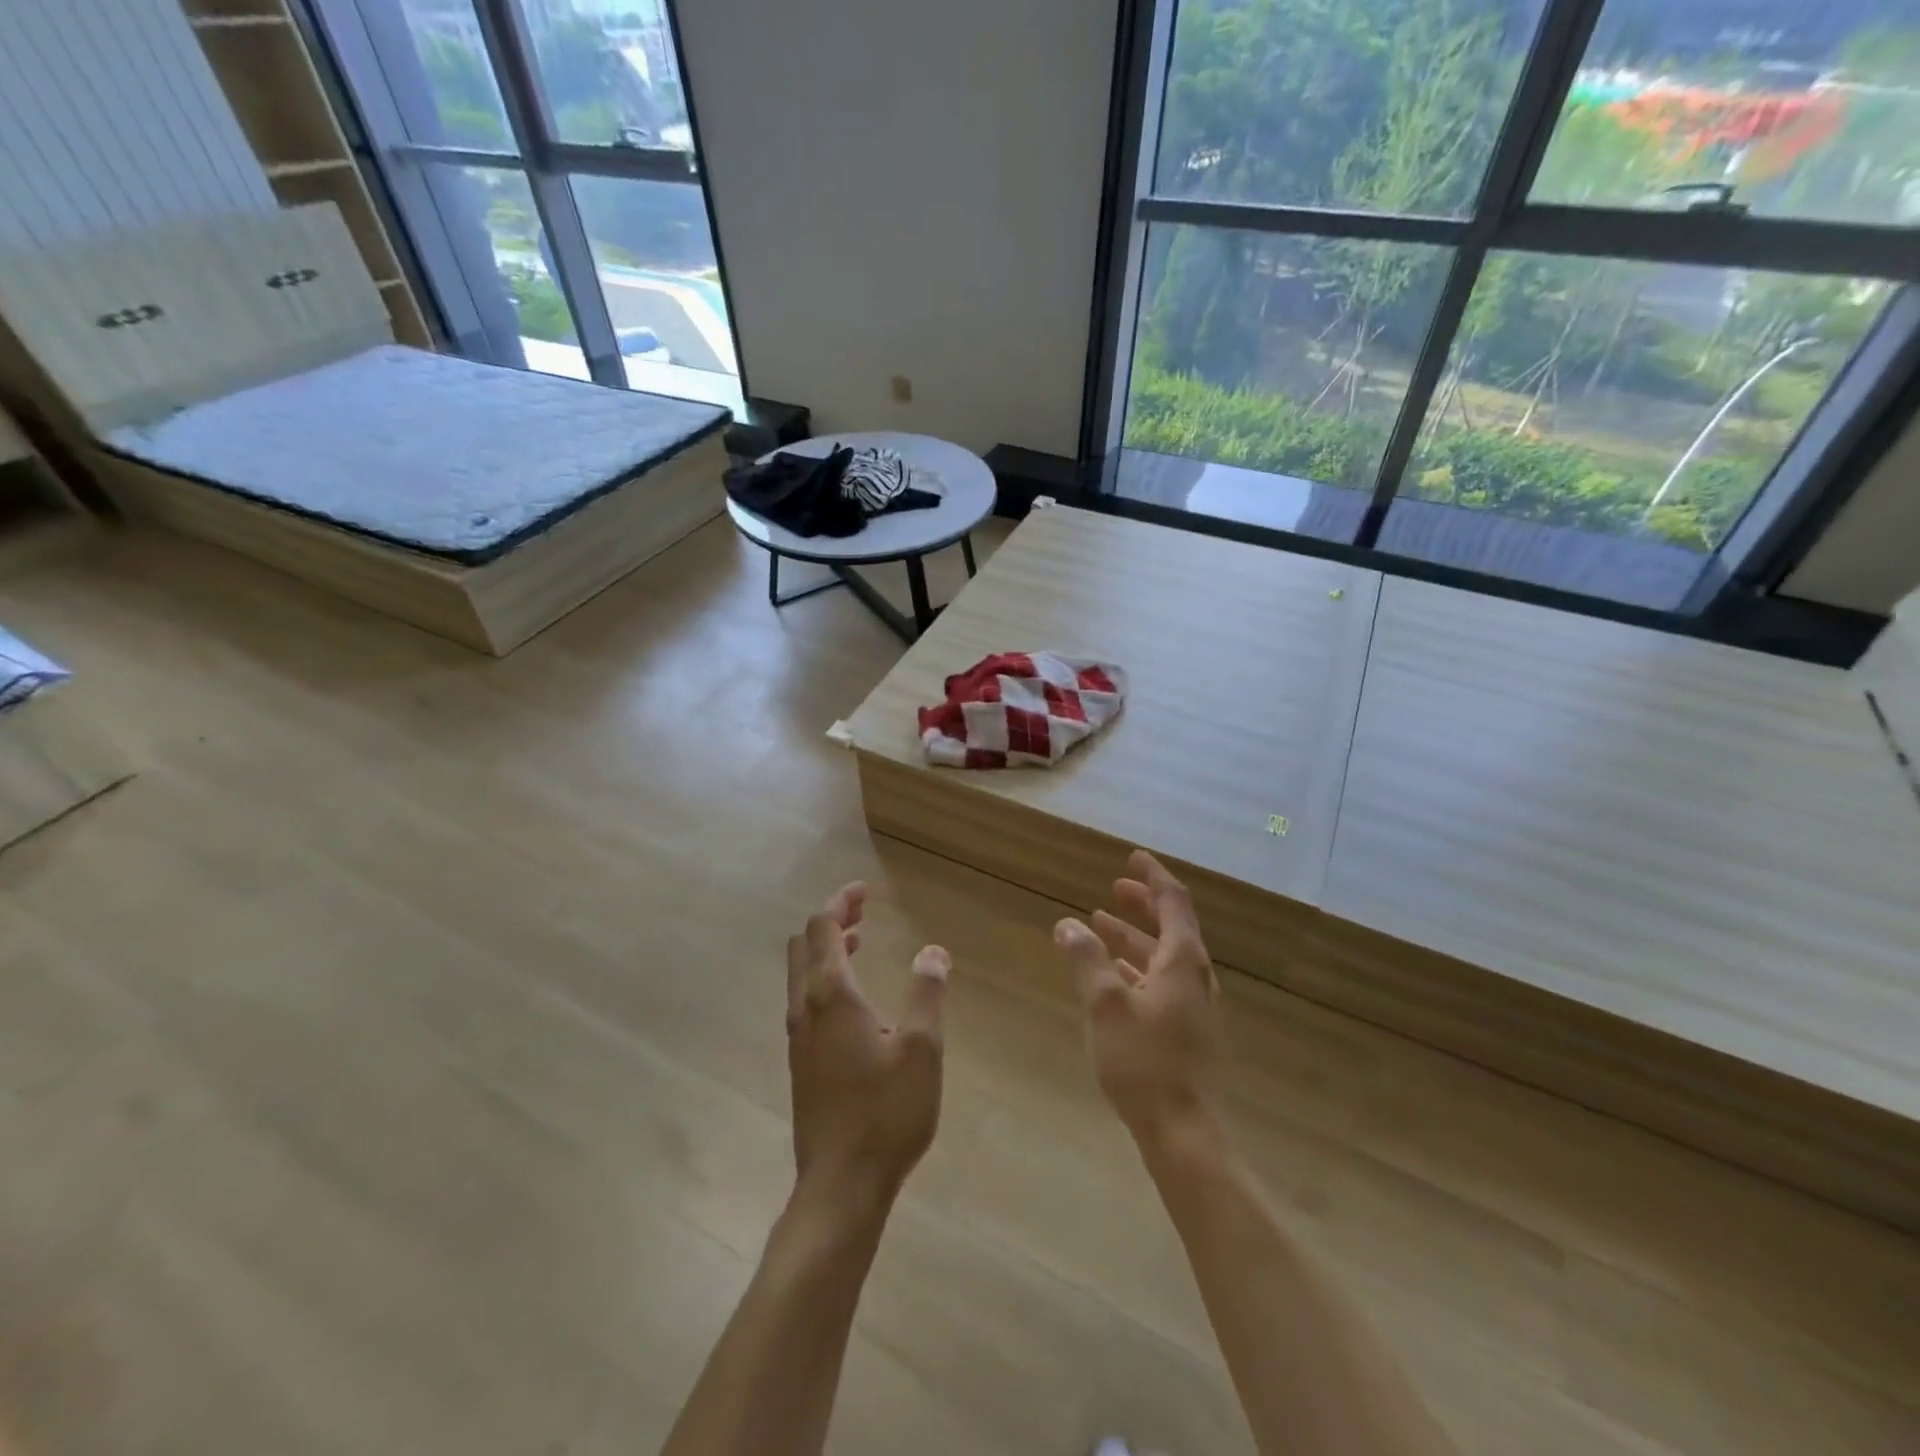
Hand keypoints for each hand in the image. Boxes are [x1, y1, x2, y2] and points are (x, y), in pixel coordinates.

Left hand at [785, 883, 949, 1207]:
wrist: (840, 1185)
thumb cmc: (886, 1113)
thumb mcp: (922, 1049)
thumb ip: (927, 993)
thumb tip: (933, 951)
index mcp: (831, 995)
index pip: (823, 928)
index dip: (841, 902)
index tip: (863, 890)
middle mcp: (805, 1008)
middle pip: (804, 945)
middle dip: (830, 920)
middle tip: (862, 911)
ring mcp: (797, 1037)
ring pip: (800, 974)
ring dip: (825, 949)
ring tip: (860, 941)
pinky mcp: (800, 1062)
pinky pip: (804, 999)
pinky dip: (823, 978)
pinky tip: (853, 998)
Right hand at [1054, 851, 1224, 1145]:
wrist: (1184, 1133)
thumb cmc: (1144, 1062)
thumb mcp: (1105, 1004)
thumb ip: (1086, 959)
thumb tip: (1067, 924)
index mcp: (1183, 961)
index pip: (1173, 902)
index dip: (1152, 876)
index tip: (1132, 857)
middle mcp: (1195, 976)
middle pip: (1172, 926)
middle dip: (1142, 904)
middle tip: (1114, 889)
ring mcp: (1195, 1005)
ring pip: (1164, 956)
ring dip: (1134, 937)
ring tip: (1100, 926)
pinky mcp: (1188, 1030)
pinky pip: (1162, 981)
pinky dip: (1138, 967)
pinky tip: (1114, 976)